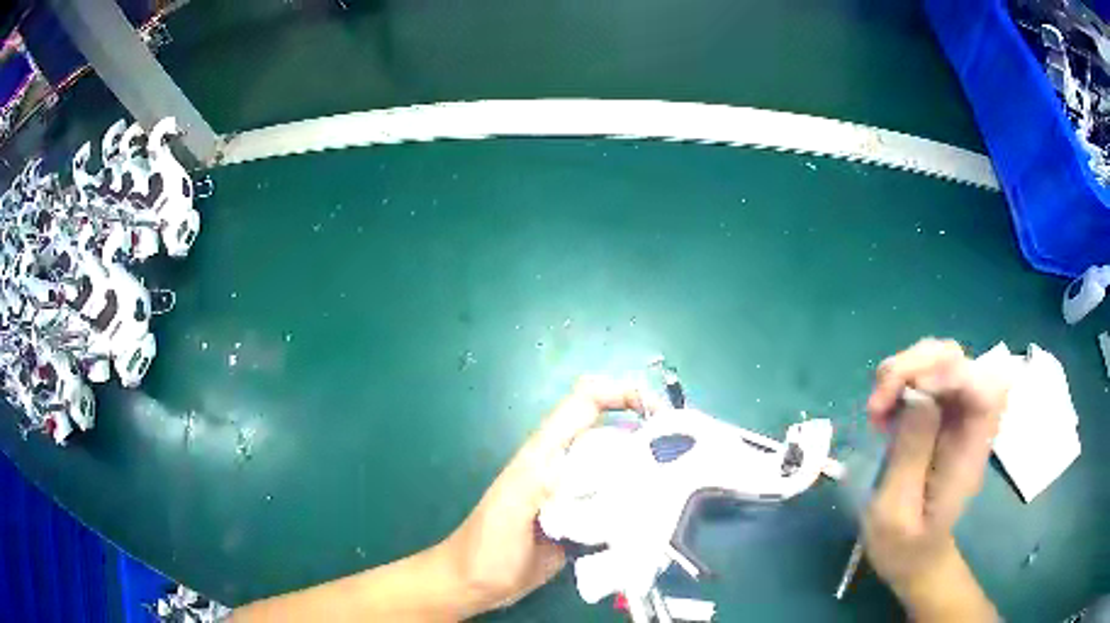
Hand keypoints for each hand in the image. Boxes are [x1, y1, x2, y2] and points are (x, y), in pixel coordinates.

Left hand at [436, 376, 656, 616]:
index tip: (658, 412)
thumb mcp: (510, 507)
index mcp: (546, 453)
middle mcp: (566, 467)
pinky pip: (618, 504)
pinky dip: (639, 505)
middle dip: (648, 435)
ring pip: (620, 470)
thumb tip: (593, 464)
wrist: (477, 583)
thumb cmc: (486, 544)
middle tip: (683, 457)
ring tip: (680, 487)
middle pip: (613, 434)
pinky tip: (658, 518)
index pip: (586, 402)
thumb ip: (541, 479)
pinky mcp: (584, 523)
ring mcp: (576, 497)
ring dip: (648, 472)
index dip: (622, 393)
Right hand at [864, 338, 1006, 620]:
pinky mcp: (939, 414)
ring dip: (903, 371)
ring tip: (876, 409)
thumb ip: (910, 455)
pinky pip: (923, 376)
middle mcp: (970, 421)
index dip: (950, 373)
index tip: (909, 392)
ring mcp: (955, 415)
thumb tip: (917, 395)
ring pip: (939, 359)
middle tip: (879, 402)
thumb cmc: (905, 547)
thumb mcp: (896, 513)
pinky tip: (883, 412)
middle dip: (916, 365)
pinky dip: (899, 382)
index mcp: (971, 450)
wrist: (915, 557)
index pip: (982, 388)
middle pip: (958, 360)